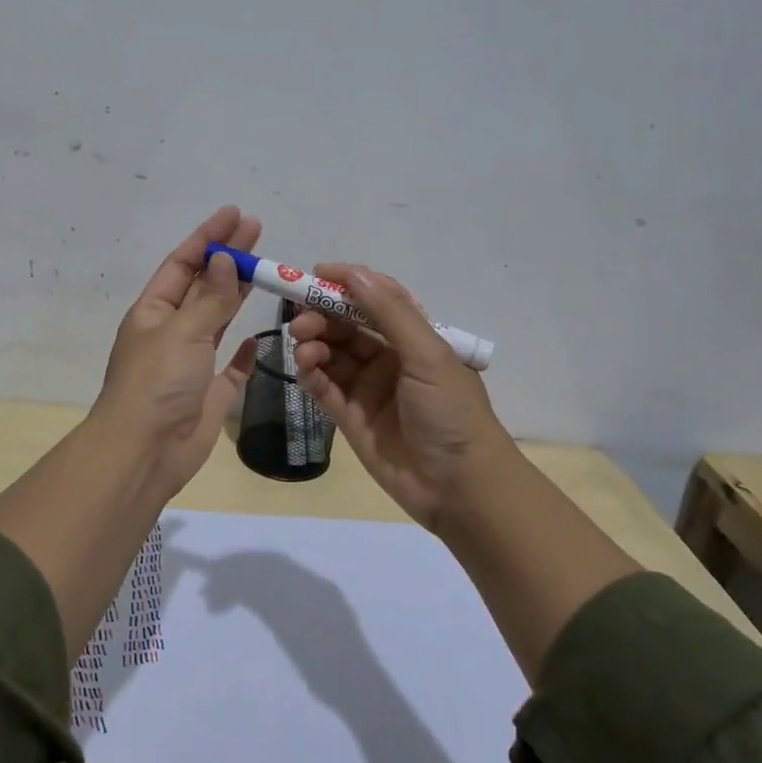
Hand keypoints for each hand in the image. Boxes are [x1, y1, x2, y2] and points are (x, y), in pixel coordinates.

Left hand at [92, 205, 260, 501]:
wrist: (145, 452)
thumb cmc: (157, 383)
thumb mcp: (183, 331)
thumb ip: (211, 298)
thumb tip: (225, 259)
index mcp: (153, 312)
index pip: (183, 263)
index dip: (208, 237)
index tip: (235, 214)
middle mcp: (171, 332)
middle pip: (203, 286)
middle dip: (228, 257)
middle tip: (257, 229)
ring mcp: (191, 363)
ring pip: (218, 319)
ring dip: (238, 294)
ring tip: (265, 267)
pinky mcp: (210, 393)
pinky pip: (232, 366)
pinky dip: (246, 351)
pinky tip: (260, 336)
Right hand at [289, 264, 516, 531]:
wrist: (460, 488)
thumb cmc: (451, 414)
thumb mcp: (428, 356)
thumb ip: (389, 313)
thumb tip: (353, 273)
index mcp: (416, 338)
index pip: (378, 298)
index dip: (349, 283)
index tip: (316, 274)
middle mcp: (391, 358)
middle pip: (348, 325)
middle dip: (322, 316)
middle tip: (300, 320)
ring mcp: (369, 389)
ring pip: (333, 354)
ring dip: (314, 344)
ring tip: (304, 347)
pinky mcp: (351, 418)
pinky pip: (325, 388)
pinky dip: (311, 374)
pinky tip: (305, 368)